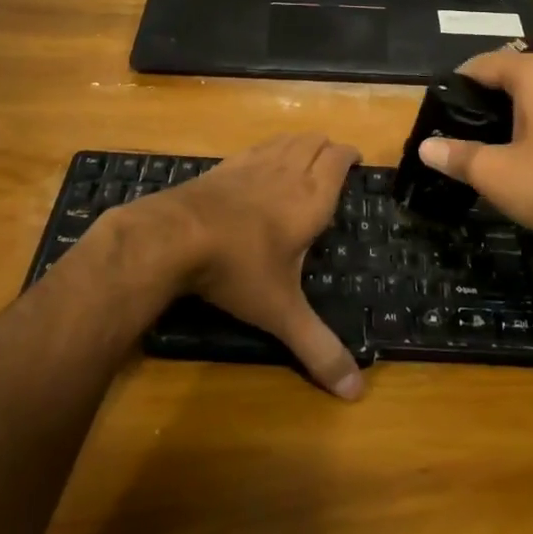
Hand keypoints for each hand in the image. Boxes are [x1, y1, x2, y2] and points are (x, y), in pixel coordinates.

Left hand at [159, 134, 364, 399]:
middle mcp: (287, 171)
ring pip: (286, 138)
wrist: (176, 236)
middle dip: (328, 147)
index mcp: (311, 197)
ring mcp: (253, 164)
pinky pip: (257, 146)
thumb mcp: (281, 312)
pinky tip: (261, 167)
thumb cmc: (239, 268)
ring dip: (300, 144)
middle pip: (314, 140)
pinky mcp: (225, 165)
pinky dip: (270, 149)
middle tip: (334, 164)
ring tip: (304, 159)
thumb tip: (356, 394)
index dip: (350, 155)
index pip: (339, 158)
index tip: (356, 161)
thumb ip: (318, 348)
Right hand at [418, 49, 532, 256]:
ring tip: (489, 138)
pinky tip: (527, 150)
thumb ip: (456, 155)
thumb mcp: (493, 172)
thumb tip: (425, 148)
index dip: (458, 84)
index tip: (440, 108)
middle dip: (486, 96)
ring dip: (514, 108)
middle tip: (460, 125)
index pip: (485, 63)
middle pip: (513, 73)